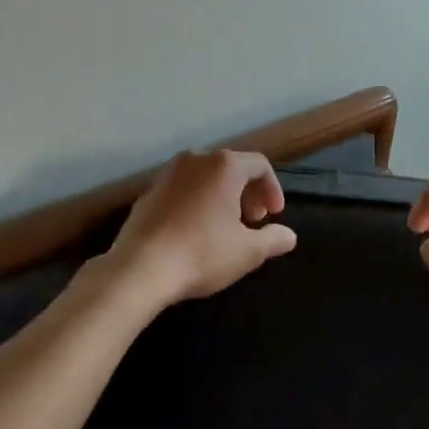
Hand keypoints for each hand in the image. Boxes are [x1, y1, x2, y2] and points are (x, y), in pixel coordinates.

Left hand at [102, 149, 297, 309]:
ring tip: (226, 227)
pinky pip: (183, 189)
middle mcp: (196, 159)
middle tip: (254, 221)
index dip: (272, 189)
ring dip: (223, 197)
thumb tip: (289, 236)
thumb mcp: (247, 252)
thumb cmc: (201, 254)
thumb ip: (273, 240)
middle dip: (248, 193)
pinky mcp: (148, 192)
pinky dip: (197, 202)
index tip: (274, 216)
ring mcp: (168, 174)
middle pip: (232, 168)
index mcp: (224, 166)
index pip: (259, 165)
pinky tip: (195, 232)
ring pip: (206, 177)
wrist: (138, 269)